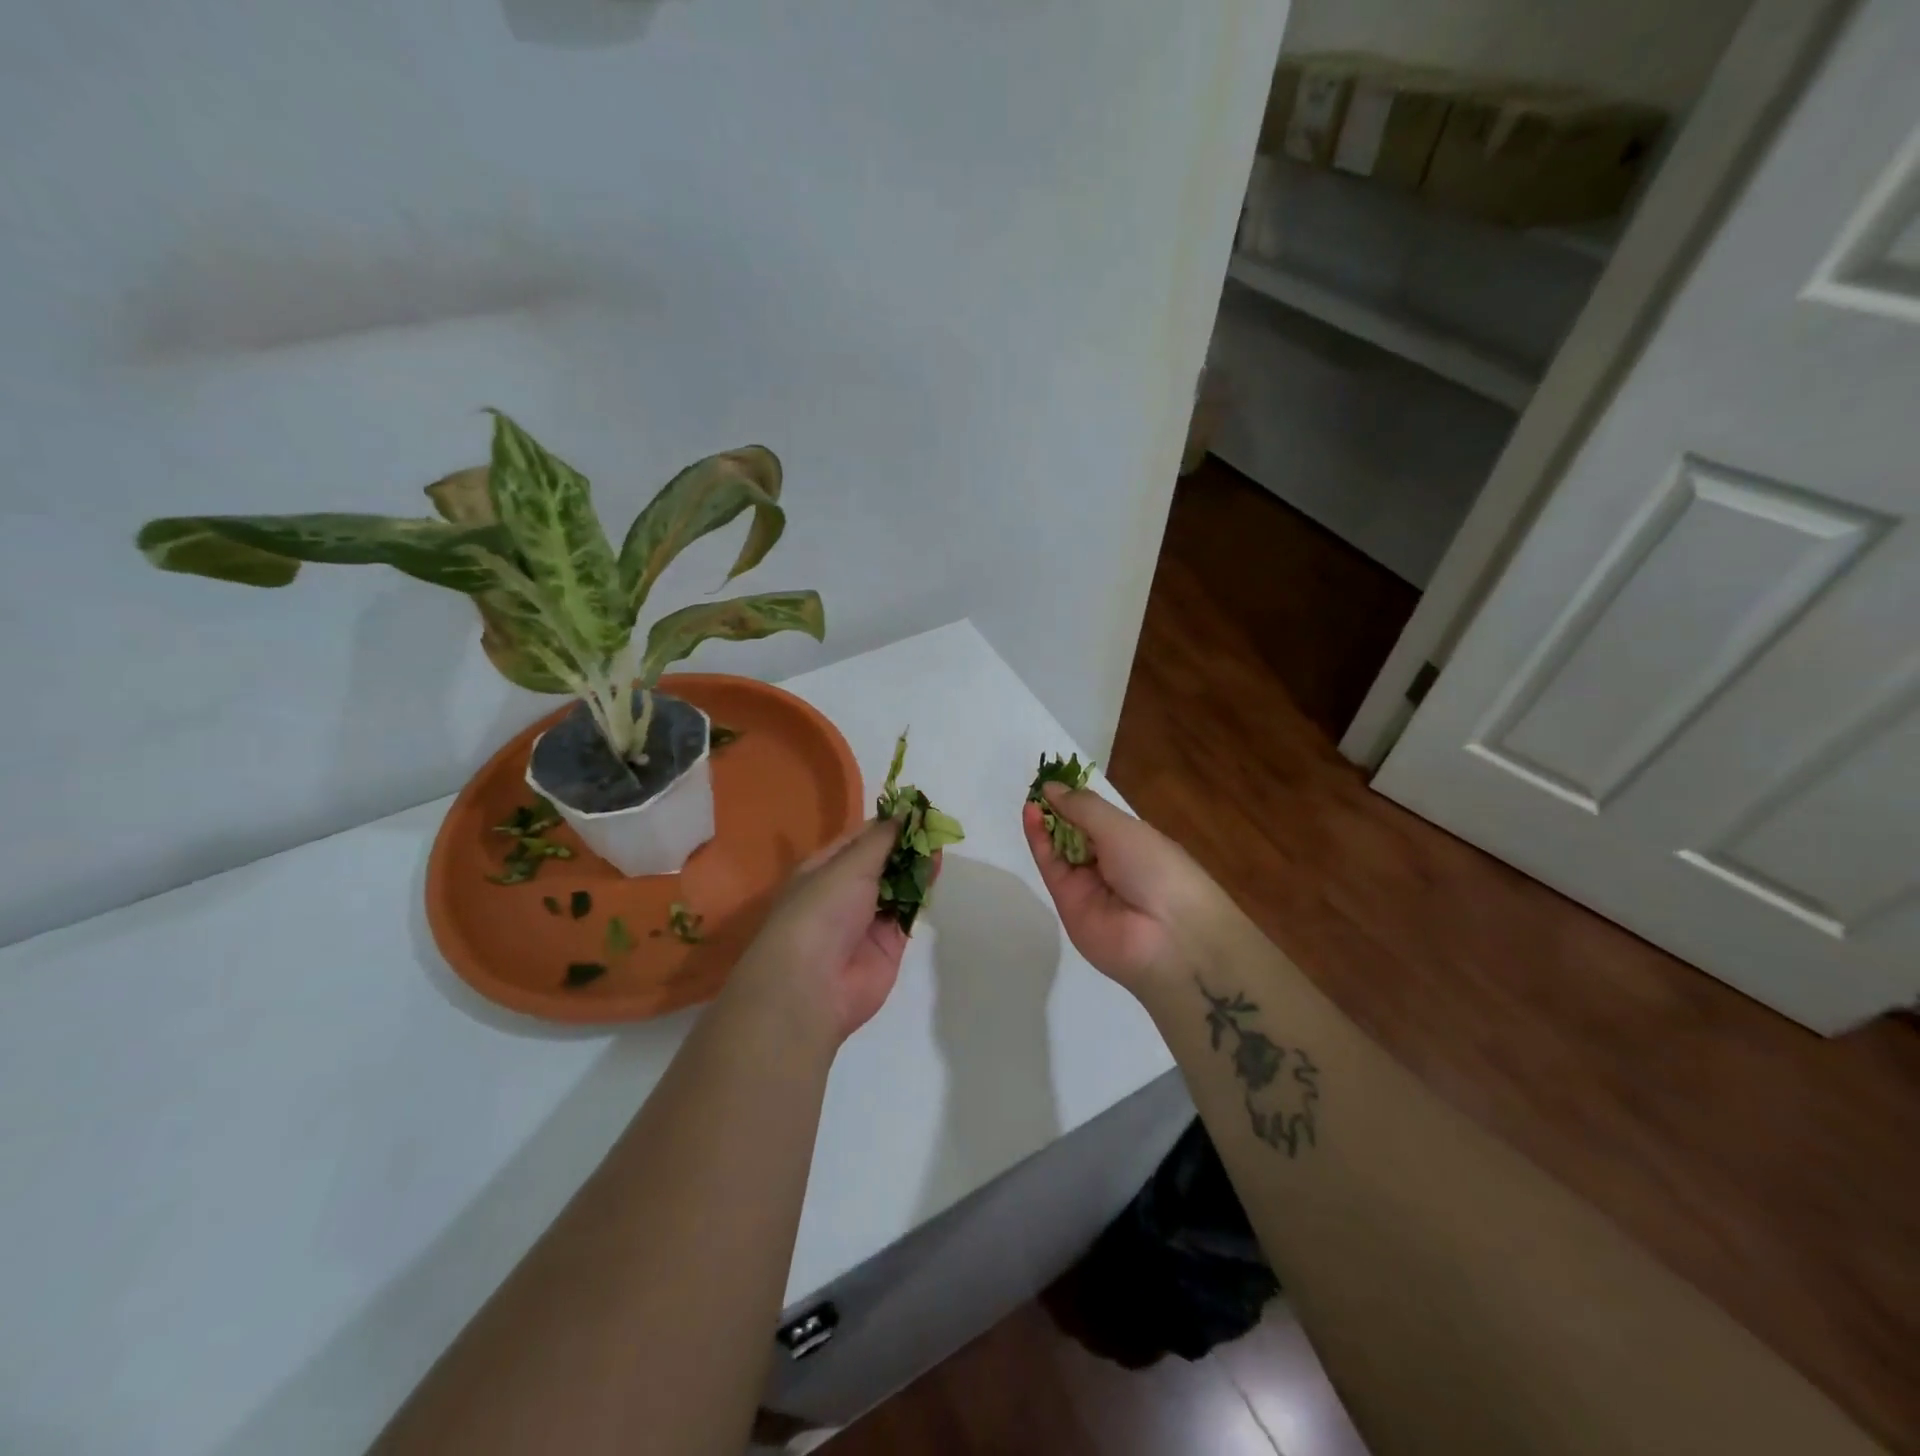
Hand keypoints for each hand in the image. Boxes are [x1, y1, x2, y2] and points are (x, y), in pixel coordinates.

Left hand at [727, 818, 922, 1048]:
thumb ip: (882, 839)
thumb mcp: (849, 865)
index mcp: (824, 868)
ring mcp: (867, 918)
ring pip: (898, 885)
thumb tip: (906, 811)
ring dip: (917, 866)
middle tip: (936, 826)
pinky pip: (908, 911)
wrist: (813, 986)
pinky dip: (922, 893)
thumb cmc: (821, 911)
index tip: (918, 809)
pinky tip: (936, 872)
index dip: (888, 824)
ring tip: (940, 845)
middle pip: (882, 861)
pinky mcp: (889, 943)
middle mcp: (844, 891)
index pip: (860, 839)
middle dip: (907, 844)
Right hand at [1023, 783, 1227, 995]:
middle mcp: (1109, 862)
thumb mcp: (1123, 828)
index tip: (1053, 780)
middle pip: (1075, 832)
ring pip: (1059, 848)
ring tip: (1031, 799)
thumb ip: (1083, 807)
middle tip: (1037, 788)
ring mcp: (1087, 884)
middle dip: (1058, 810)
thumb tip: (1051, 787)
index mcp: (1132, 842)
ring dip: (1045, 822)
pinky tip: (1031, 814)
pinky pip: (1050, 866)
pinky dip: (1039, 840)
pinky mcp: (1066, 902)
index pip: (1097, 818)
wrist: (1168, 937)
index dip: (1076, 800)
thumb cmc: (1156, 868)